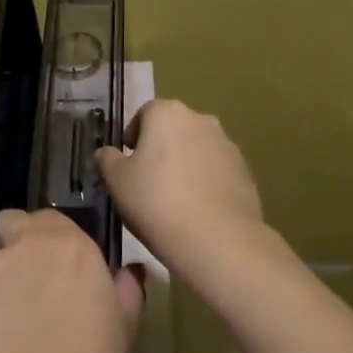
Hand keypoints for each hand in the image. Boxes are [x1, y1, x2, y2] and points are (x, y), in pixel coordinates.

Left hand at [0, 209, 143, 352]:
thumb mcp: (124, 331)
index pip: (49, 218)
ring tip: (2, 336)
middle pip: (9, 226)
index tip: (55, 268)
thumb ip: (124, 292)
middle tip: (24, 290)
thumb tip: (127, 273)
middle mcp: (25, 244)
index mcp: (70, 245)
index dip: (48, 239)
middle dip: (12, 246)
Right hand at [96, 99, 268, 294]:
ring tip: (174, 200)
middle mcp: (201, 119)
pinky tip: (197, 212)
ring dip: (185, 165)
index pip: (144, 113)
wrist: (218, 240)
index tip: (127, 163)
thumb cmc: (157, 202)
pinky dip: (206, 183)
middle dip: (161, 149)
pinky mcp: (245, 172)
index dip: (133, 136)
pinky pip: (216, 172)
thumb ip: (108, 160)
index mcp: (168, 113)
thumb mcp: (117, 182)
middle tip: (148, 182)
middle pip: (173, 129)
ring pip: (197, 149)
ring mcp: (227, 145)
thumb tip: (107, 153)